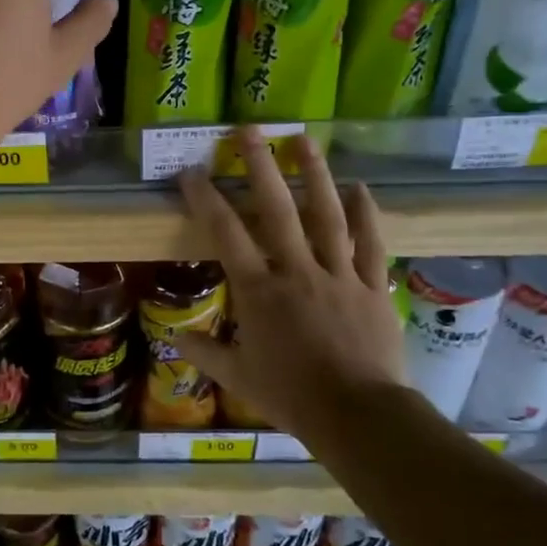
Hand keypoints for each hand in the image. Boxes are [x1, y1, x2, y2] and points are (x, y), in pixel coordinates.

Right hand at [177, 129, 407, 441]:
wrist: (357, 415)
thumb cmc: (291, 396)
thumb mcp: (239, 378)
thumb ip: (206, 352)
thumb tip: (174, 339)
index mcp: (259, 291)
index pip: (225, 235)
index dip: (206, 199)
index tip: (191, 172)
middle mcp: (296, 271)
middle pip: (277, 210)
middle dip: (260, 166)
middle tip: (250, 130)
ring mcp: (338, 276)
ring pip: (326, 216)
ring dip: (315, 175)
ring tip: (304, 139)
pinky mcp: (372, 287)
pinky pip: (371, 244)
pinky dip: (366, 215)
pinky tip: (360, 187)